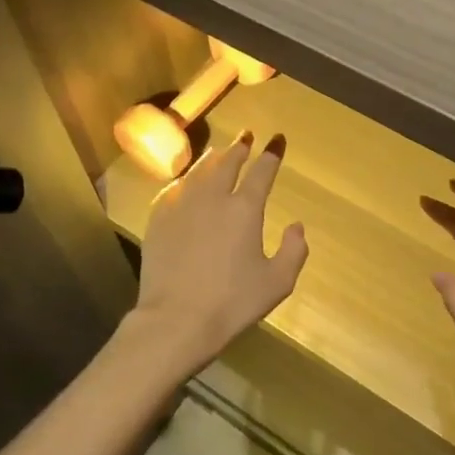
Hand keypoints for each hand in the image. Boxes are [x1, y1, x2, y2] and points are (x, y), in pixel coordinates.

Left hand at [132, 133, 307, 371]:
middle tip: (246, 135)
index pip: (261, 172)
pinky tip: (188, 181)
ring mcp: (181, 205)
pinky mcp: (158, 218)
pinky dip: (187, 179)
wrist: (176, 319)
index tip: (276, 140)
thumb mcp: (277, 283)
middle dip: (240, 147)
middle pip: (227, 162)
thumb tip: (296, 226)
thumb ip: (294, 251)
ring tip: (219, 151)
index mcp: (244, 209)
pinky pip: (175, 188)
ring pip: (199, 170)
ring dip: (213, 158)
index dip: (271, 154)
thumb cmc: (232, 302)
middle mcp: (213, 197)